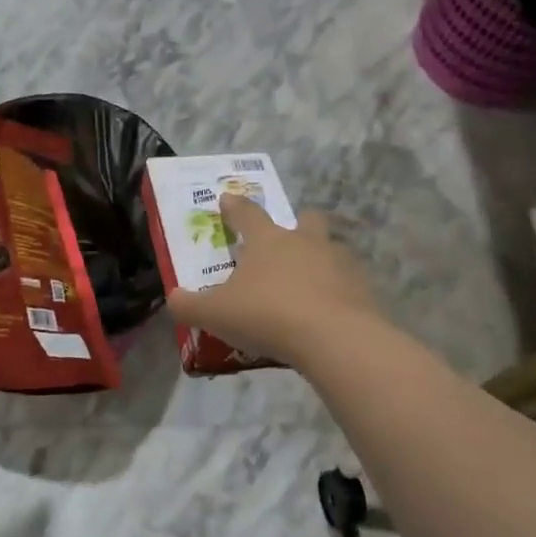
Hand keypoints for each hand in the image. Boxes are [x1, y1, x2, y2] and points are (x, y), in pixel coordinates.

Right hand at [166, 194, 382, 368]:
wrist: (335, 338)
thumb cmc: (267, 315)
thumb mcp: (216, 314)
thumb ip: (189, 305)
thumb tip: (173, 298)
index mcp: (267, 240)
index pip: (247, 214)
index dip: (235, 207)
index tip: (227, 198)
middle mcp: (305, 242)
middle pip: (304, 220)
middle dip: (297, 224)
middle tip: (287, 238)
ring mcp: (339, 263)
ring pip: (331, 250)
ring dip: (320, 260)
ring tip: (309, 284)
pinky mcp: (362, 289)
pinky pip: (348, 283)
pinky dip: (338, 292)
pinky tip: (328, 312)